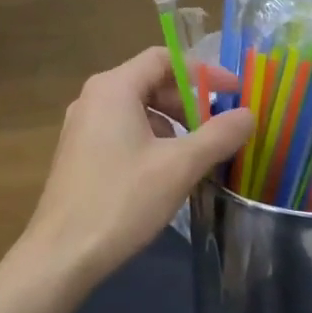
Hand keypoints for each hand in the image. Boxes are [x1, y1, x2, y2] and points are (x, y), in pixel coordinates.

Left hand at [23, 47, 253, 289]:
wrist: (62, 254)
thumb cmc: (122, 200)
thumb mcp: (180, 166)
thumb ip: (219, 135)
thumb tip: (248, 114)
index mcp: (113, 88)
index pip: (163, 58)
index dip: (203, 71)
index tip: (234, 93)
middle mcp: (93, 98)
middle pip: (149, 82)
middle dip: (188, 101)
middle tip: (218, 127)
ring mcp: (81, 126)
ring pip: (136, 109)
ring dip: (171, 123)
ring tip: (197, 153)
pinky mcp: (78, 153)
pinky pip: (121, 131)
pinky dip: (150, 140)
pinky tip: (166, 172)